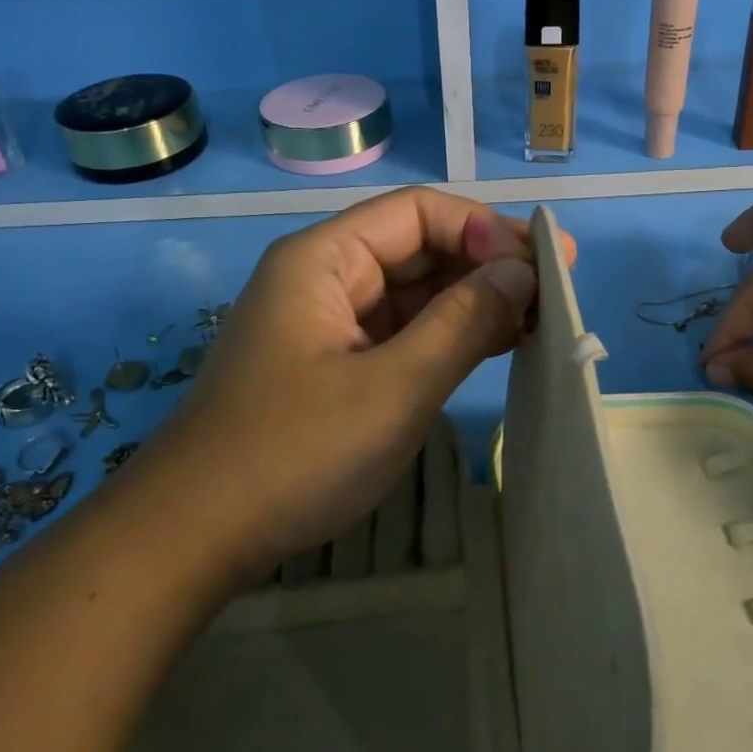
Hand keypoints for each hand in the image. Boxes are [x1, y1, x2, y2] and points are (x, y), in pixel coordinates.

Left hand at [152, 187, 573, 576]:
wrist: (194, 538)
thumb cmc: (294, 454)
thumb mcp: (394, 387)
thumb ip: (463, 322)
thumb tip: (523, 270)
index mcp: (324, 259)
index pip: (418, 213)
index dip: (483, 229)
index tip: (541, 265)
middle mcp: (325, 278)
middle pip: (418, 247)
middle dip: (487, 263)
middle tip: (557, 289)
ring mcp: (329, 323)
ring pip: (414, 292)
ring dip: (474, 300)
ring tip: (541, 318)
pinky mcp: (335, 365)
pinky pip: (401, 332)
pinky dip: (448, 335)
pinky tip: (498, 344)